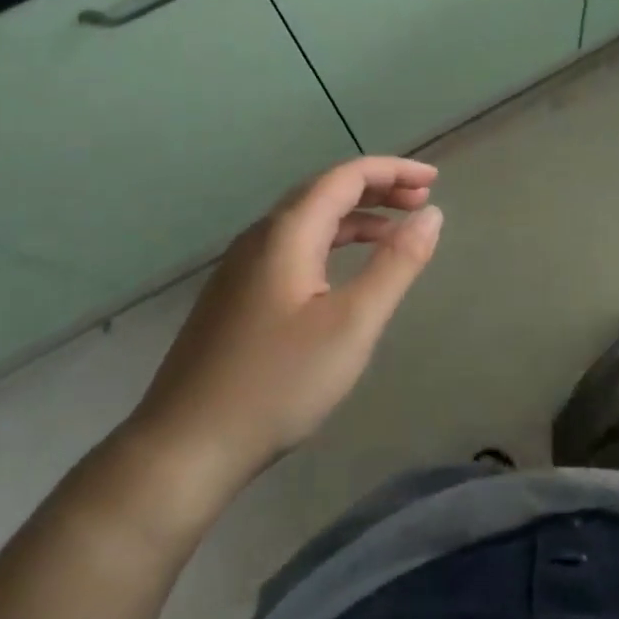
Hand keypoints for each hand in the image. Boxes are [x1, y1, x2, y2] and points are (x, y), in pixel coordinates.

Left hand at [119, 157, 443, 532]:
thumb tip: (432, 215)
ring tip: (396, 233)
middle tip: (422, 202)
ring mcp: (242, 268)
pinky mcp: (236, 296)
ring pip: (307, 221)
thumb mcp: (353, 323)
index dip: (393, 171)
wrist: (184, 447)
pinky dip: (331, 243)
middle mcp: (260, 238)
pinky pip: (293, 248)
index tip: (434, 181)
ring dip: (356, 217)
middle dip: (377, 189)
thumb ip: (396, 264)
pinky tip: (345, 272)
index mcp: (287, 233)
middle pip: (325, 192)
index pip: (345, 177)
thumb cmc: (278, 382)